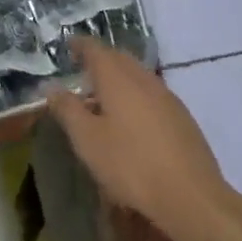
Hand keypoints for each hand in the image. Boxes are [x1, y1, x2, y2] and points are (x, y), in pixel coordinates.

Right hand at [47, 39, 228, 240]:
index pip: (95, 49)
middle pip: (119, 58)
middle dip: (100, 59)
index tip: (67, 45)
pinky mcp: (182, 117)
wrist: (190, 196)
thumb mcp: (87, 140)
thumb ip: (67, 109)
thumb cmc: (130, 165)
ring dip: (119, 77)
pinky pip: (152, 93)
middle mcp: (144, 79)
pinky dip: (135, 94)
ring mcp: (167, 97)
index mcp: (118, 78)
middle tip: (82, 69)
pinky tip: (131, 119)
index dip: (80, 45)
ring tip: (103, 96)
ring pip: (138, 75)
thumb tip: (51, 86)